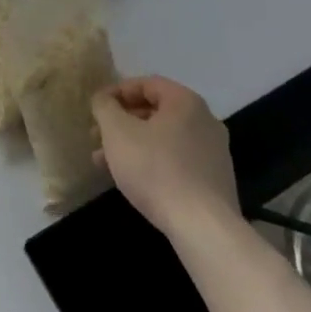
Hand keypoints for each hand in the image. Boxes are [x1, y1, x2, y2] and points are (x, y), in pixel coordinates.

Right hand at [92, 76, 241, 250]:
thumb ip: (105, 107)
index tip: (96, 108)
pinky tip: (131, 180)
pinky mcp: (214, 182)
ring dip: (132, 144)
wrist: (202, 227)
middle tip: (96, 136)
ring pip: (163, 139)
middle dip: (121, 122)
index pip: (146, 84)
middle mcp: (205, 121)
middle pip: (155, 112)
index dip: (116, 92)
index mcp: (185, 102)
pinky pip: (176, 160)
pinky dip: (152, 162)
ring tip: (104, 162)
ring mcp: (214, 153)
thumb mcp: (117, 131)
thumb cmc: (155, 168)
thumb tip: (103, 100)